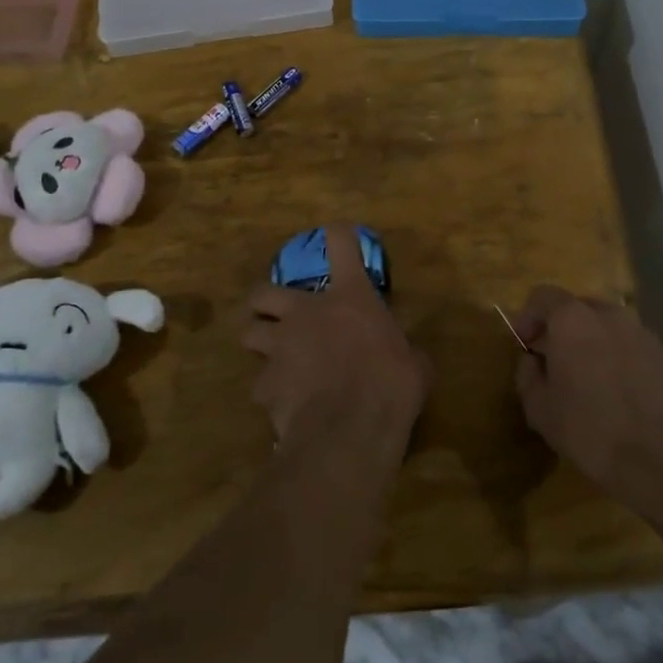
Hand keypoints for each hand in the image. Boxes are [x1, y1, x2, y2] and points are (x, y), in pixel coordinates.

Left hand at [240, 225, 430, 459]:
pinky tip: (283, 404)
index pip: (340, 244)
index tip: (338, 233)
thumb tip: (411, 360)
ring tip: (272, 356)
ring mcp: (280, 347)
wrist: (349, 429)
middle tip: (277, 313)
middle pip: (264, 290)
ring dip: (259, 340)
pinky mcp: (265, 385)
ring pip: (248, 332)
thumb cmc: (391, 386)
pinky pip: (260, 384)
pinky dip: (270, 391)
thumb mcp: (414, 365)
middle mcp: (306, 313)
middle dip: (265, 300)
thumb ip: (406, 353)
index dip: (338, 235)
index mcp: (350, 297)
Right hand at [510, 287, 662, 506]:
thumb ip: (527, 374)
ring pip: (607, 326)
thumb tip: (533, 361)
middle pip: (577, 307)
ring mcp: (641, 332)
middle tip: (555, 360)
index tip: (525, 344)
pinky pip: (631, 345)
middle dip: (562, 328)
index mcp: (572, 319)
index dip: (528, 317)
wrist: (660, 458)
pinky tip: (618, 390)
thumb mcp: (539, 408)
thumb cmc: (589, 429)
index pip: (543, 295)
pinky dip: (618, 357)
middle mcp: (608, 314)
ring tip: (589, 377)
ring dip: (593, 342)